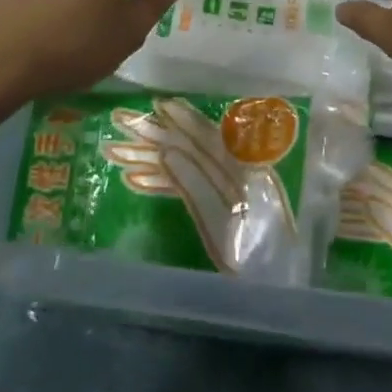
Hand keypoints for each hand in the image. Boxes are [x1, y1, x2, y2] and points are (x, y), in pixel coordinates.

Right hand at [103, 99, 295, 276]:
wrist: (275, 286)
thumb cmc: (255, 255)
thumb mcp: (225, 220)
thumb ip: (197, 186)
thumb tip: (167, 152)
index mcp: (243, 169)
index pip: (206, 137)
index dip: (182, 120)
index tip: (155, 106)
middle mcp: (234, 174)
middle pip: (189, 148)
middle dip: (155, 136)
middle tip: (120, 122)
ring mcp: (223, 193)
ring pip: (182, 167)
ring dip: (150, 158)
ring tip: (115, 151)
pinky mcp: (216, 212)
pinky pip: (184, 189)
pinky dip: (160, 182)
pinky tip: (134, 180)